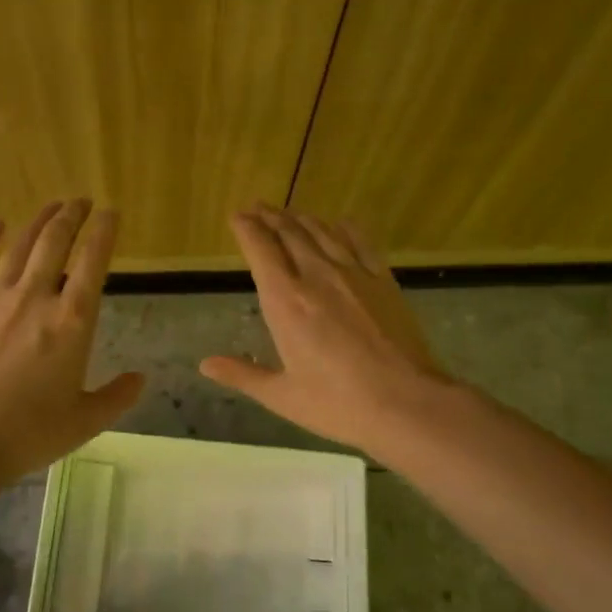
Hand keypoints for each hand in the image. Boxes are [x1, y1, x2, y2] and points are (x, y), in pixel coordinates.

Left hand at [0, 200, 144, 486]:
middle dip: (72, 216)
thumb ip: (117, 397)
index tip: (111, 213)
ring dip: (39, 221)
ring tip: (52, 207)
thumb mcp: (84, 422)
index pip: (93, 263)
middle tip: (81, 201)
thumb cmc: (26, 433)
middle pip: (56, 242)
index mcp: (72, 323)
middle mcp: (35, 297)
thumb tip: (140, 378)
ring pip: (20, 245)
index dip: (104, 233)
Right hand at [201, 205, 451, 455]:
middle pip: (290, 234)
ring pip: (323, 233)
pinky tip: (341, 223)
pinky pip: (361, 244)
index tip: (237, 216)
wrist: (406, 403)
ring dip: (303, 219)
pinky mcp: (384, 282)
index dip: (247, 229)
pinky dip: (346, 229)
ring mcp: (354, 275)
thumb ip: (242, 374)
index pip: (261, 251)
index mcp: (286, 303)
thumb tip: (205, 364)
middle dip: (271, 217)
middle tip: (258, 207)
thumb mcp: (282, 396)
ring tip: (290, 213)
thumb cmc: (337, 404)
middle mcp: (317, 277)